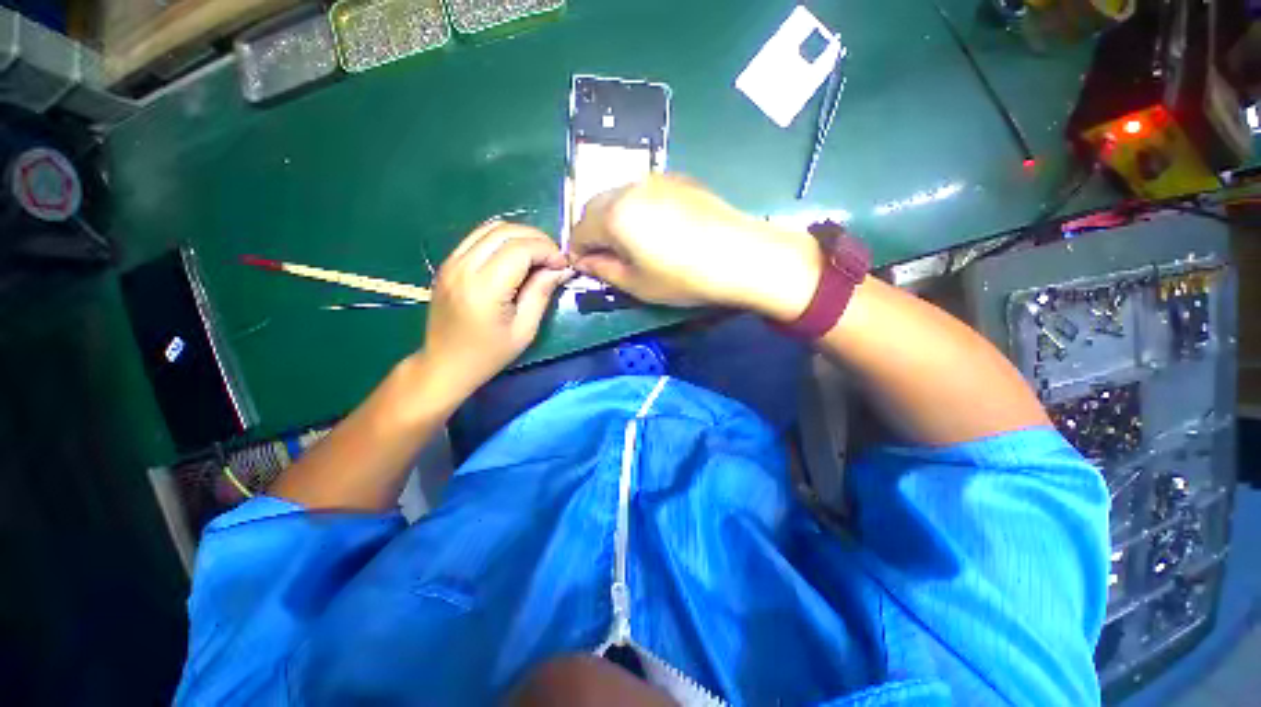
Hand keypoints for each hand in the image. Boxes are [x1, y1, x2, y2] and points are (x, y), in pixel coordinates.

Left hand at [421, 221, 571, 401]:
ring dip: (520, 236)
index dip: (547, 250)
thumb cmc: (489, 354)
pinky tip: (516, 257)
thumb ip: (542, 292)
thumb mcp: (525, 329)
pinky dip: (502, 239)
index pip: (520, 248)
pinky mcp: (448, 263)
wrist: (445, 364)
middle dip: (537, 238)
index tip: (563, 265)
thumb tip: (562, 268)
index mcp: (484, 288)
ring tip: (538, 255)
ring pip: (491, 228)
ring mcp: (451, 262)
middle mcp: (463, 267)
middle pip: (505, 231)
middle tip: (554, 258)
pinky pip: (478, 237)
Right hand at [568, 175, 822, 320]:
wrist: (740, 255)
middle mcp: (629, 187)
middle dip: (593, 231)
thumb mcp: (637, 284)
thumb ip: (603, 270)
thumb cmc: (683, 277)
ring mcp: (656, 179)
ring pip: (619, 196)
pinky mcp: (678, 179)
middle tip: (605, 256)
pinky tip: (654, 228)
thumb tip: (584, 262)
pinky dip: (636, 208)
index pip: (580, 229)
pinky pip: (643, 192)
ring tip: (629, 243)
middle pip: (596, 207)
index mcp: (614, 214)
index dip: (577, 250)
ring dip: (614, 218)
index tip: (584, 267)